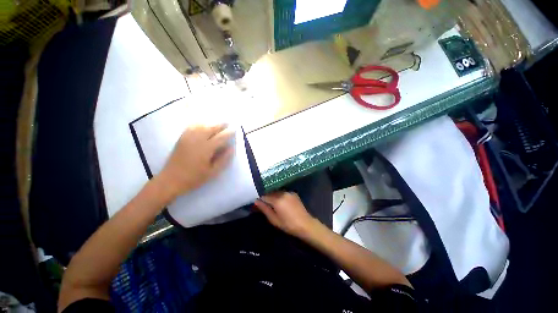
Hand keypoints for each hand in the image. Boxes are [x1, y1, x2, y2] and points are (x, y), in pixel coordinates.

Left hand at [156, 124, 233, 200]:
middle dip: (221, 125)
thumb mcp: (212, 172)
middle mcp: (197, 140)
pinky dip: (199, 124)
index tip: (235, 129)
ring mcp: (188, 138)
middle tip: (228, 123)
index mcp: (206, 149)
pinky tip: (203, 125)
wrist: (171, 180)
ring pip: (202, 126)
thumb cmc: (194, 178)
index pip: (220, 137)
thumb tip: (232, 148)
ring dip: (211, 123)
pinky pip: (191, 127)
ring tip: (218, 124)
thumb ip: (223, 159)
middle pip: (211, 128)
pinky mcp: (181, 139)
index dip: (229, 133)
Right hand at [254, 192, 319, 238]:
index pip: (264, 195)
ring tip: (274, 204)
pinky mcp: (293, 193)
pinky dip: (280, 196)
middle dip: (267, 197)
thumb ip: (264, 209)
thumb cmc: (288, 224)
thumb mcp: (274, 219)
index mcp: (277, 199)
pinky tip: (282, 202)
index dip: (260, 199)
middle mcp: (282, 193)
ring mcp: (289, 192)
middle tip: (266, 204)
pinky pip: (283, 192)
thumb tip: (256, 201)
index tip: (258, 203)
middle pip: (271, 192)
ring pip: (277, 192)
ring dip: (274, 196)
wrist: (305, 224)